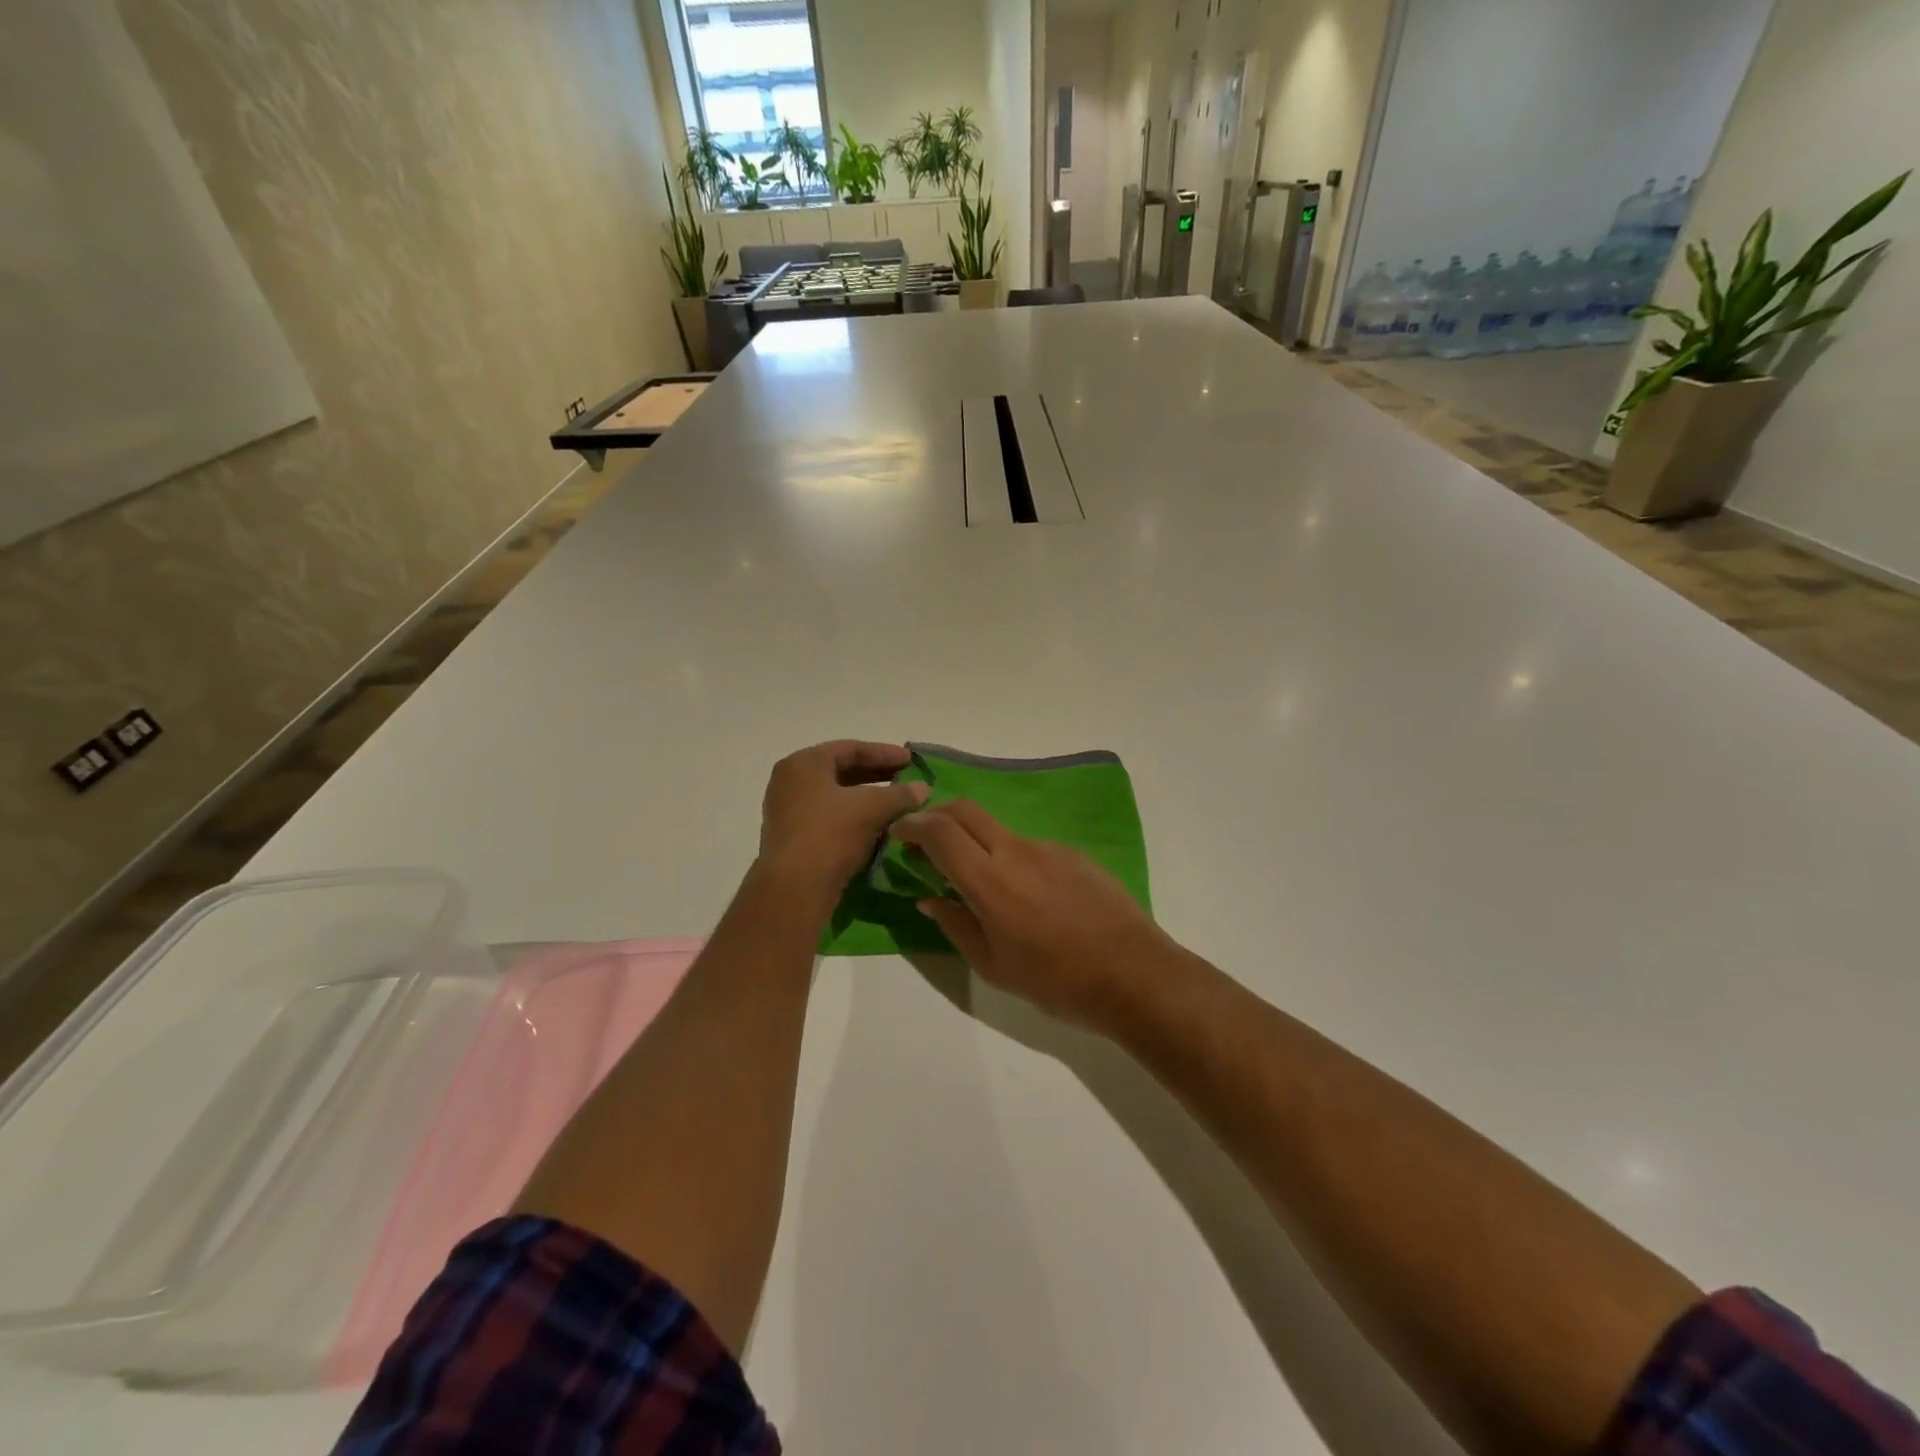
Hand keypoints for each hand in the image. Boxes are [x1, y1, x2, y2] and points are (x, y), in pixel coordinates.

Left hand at [758, 741, 927, 902]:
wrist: (794, 888)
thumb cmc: (830, 834)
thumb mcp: (871, 808)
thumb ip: (900, 794)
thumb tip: (923, 788)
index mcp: (803, 763)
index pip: (850, 748)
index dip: (884, 753)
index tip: (911, 760)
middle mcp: (790, 782)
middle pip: (840, 771)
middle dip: (876, 775)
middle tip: (906, 779)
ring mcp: (787, 811)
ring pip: (835, 797)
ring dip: (866, 799)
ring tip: (895, 804)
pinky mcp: (792, 839)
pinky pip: (828, 819)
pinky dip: (853, 818)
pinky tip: (877, 828)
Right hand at [890, 801, 1179, 1028]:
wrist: (1133, 974)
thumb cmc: (1057, 981)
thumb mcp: (995, 966)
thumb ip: (956, 926)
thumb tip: (929, 898)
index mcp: (990, 881)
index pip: (940, 832)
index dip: (912, 826)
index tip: (898, 834)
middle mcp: (1016, 851)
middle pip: (966, 809)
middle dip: (937, 814)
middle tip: (925, 839)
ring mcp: (1048, 848)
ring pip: (998, 828)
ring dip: (975, 840)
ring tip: (977, 879)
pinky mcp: (1073, 853)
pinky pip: (1029, 846)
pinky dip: (1010, 857)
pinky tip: (1024, 894)